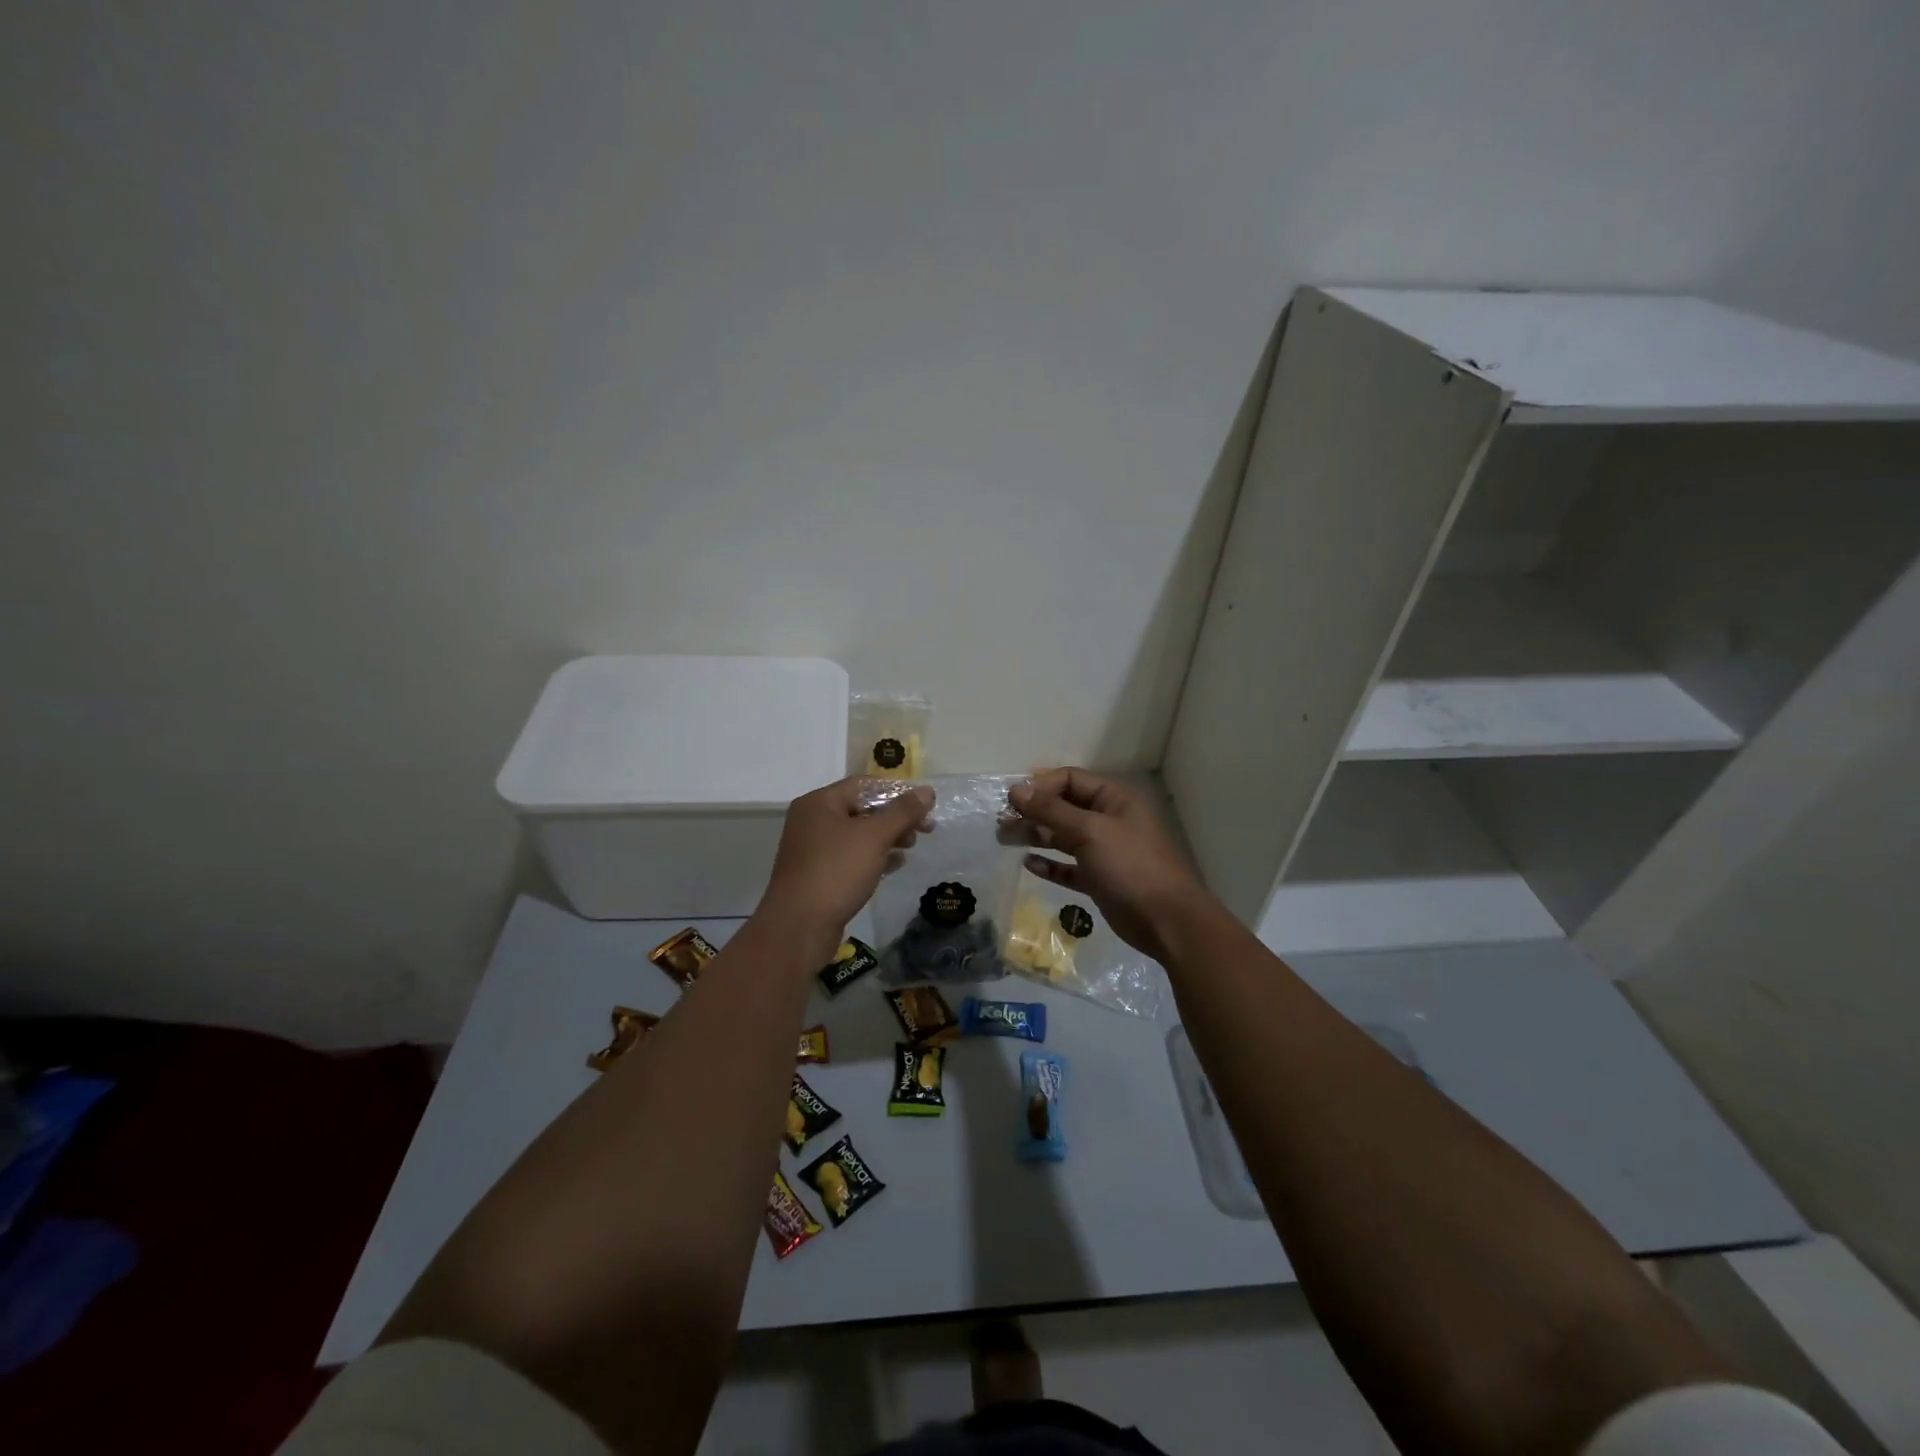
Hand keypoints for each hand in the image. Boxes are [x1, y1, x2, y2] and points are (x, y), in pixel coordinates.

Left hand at [757, 778, 934, 955]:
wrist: (799, 927)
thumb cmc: (836, 871)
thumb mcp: (874, 837)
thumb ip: (902, 812)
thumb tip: (927, 791)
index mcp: (819, 803)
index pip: (864, 785)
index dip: (897, 792)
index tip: (925, 806)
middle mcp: (812, 821)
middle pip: (862, 809)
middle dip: (895, 818)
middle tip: (925, 829)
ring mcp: (813, 850)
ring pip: (858, 835)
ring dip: (887, 838)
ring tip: (911, 847)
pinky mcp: (818, 875)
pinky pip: (851, 858)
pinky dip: (874, 857)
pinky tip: (895, 866)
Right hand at [1005, 768, 1208, 964]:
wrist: (1167, 921)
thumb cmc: (1131, 866)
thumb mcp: (1089, 831)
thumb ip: (1051, 810)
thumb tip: (1016, 789)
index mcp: (1114, 799)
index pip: (1070, 779)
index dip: (1040, 787)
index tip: (1012, 801)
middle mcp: (1109, 820)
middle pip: (1064, 807)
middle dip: (1033, 812)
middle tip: (1001, 823)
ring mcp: (1106, 851)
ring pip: (1064, 836)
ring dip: (1036, 835)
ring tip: (1005, 839)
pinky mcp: (1101, 879)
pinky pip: (1069, 866)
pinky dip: (1050, 864)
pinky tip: (1029, 864)